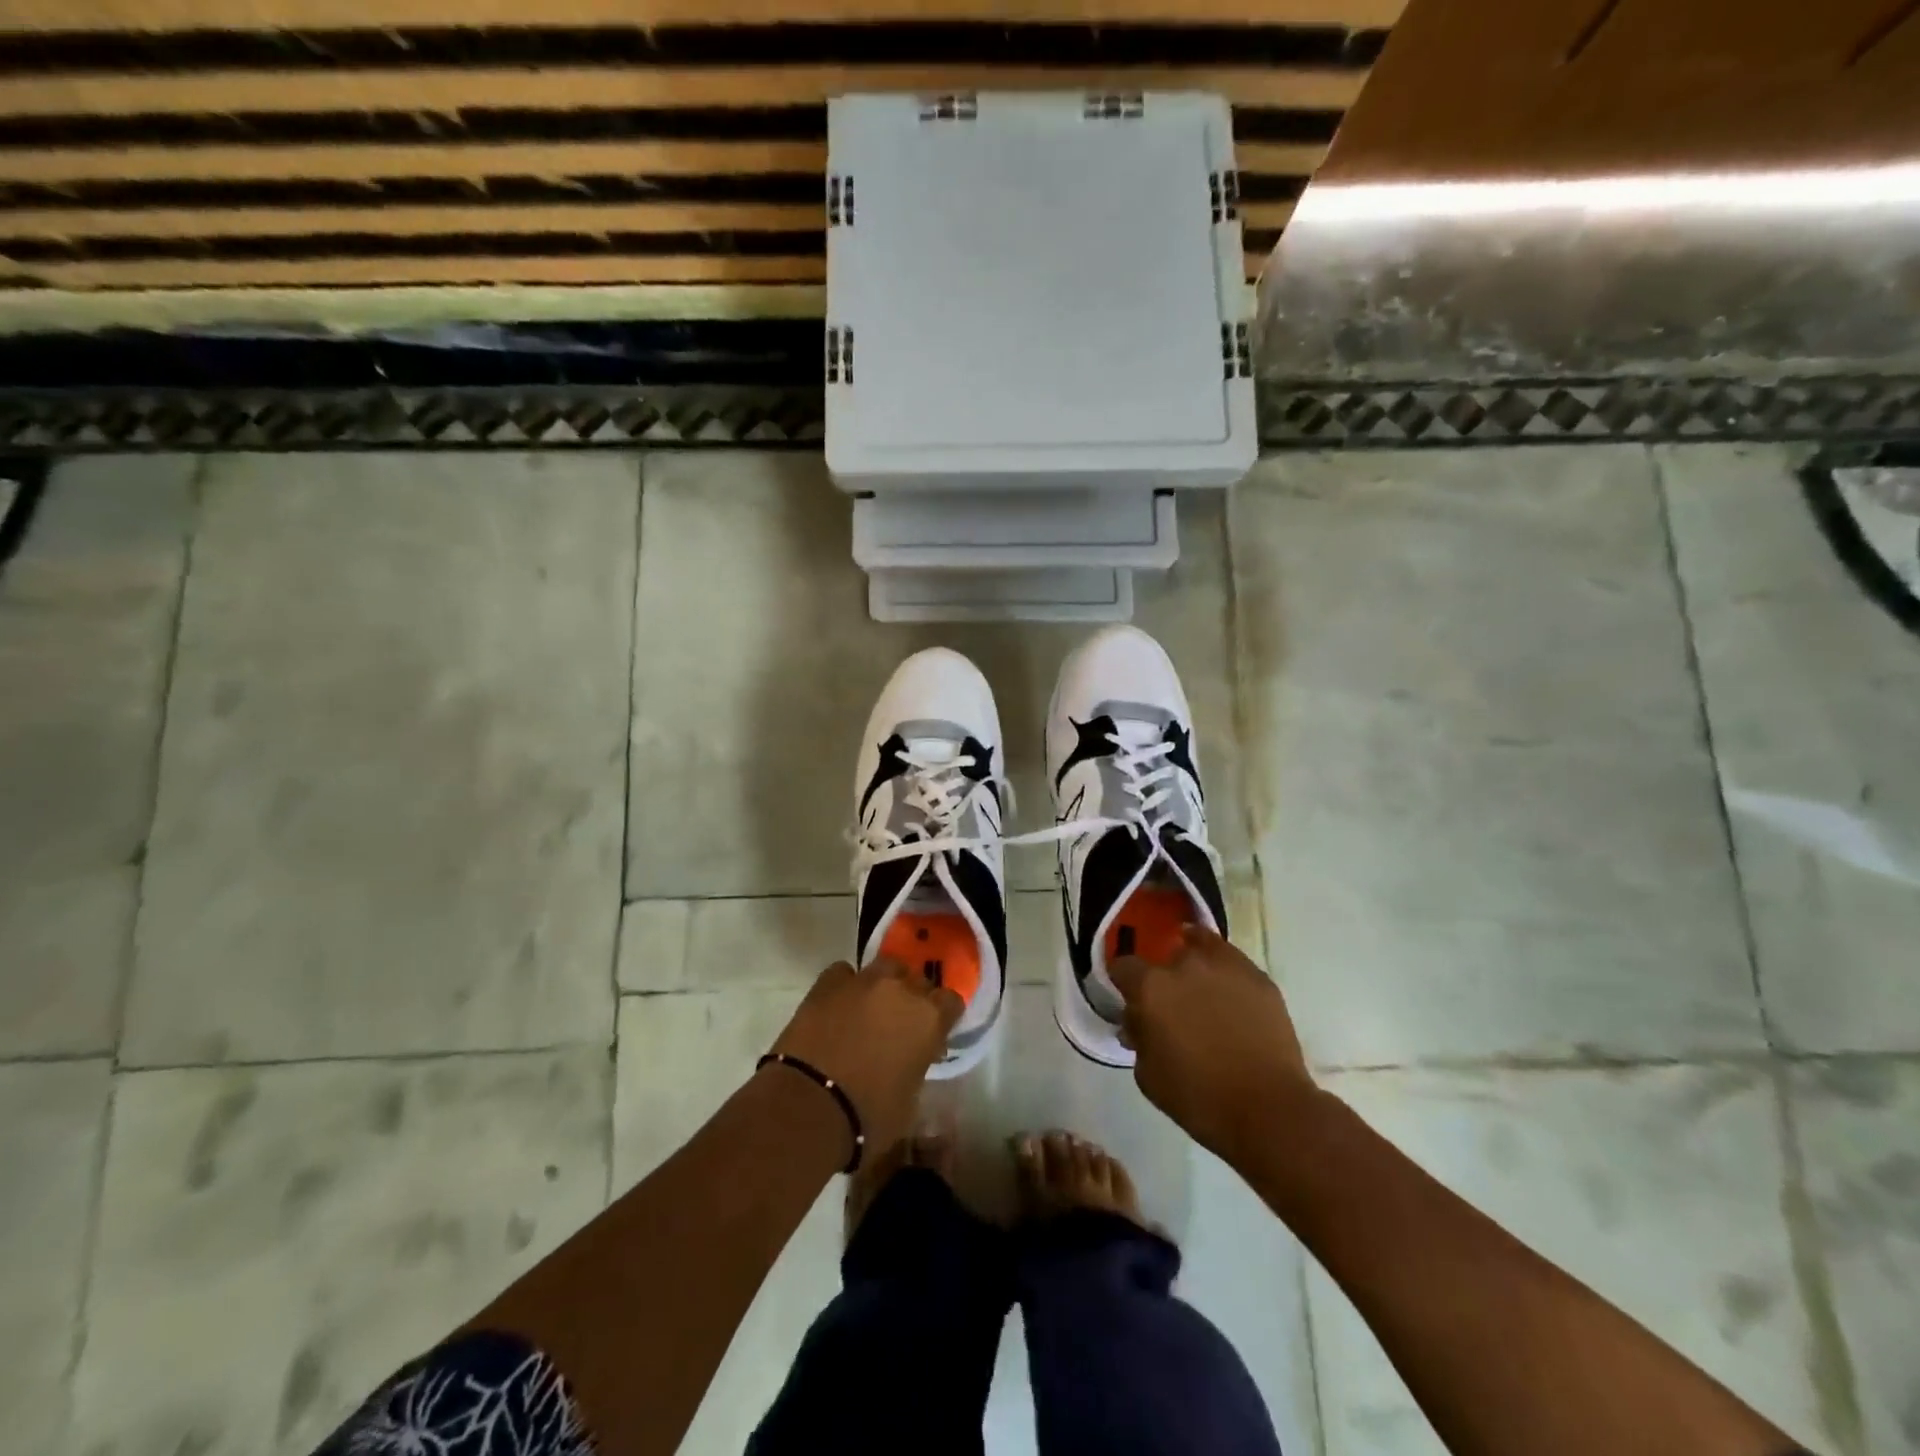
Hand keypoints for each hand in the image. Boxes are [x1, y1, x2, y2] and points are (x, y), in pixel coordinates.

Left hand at [769, 957, 962, 1156]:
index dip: (943, 1017)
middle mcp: (901, 989)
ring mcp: (864, 981)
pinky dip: (846, 986)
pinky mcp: (828, 982)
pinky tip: (838, 1005)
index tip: (933, 1034)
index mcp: (929, 1019)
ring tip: (870, 1009)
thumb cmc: (868, 1118)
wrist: (808, 1107)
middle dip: (913, 998)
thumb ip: (916, 1066)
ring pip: (885, 968)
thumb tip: (909, 1059)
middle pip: (918, 980)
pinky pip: (845, 973)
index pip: (951, 1001)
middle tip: (899, 1025)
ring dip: (884, 985)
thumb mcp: (909, 1100)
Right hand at [1109, 926, 1316, 1162]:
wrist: (1269, 1110)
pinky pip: (1233, 962)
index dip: (1124, 982)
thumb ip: (1138, 1038)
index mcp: (1151, 987)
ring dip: (1195, 964)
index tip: (1130, 999)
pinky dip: (1225, 972)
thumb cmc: (1199, 1098)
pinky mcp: (1259, 977)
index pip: (1123, 966)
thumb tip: (1137, 1022)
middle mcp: (1184, 965)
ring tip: (1202, 989)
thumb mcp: (1148, 1075)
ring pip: (1201, 946)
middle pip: (1165, 956)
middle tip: (1171, 1004)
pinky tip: (1229, 995)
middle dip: (1164, 976)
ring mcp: (1225, 966)